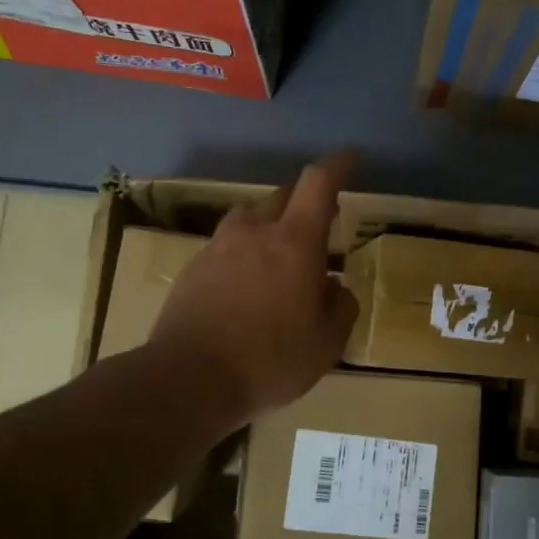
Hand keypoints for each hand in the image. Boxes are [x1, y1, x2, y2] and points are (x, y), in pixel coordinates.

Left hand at [146, 151, 359, 427]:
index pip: (318, 184)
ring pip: (250, 220)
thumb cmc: (269, 361)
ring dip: (270, 227)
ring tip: (279, 257)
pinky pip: (227, 248)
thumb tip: (334, 288)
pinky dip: (244, 255)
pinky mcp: (192, 269)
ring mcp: (218, 248)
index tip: (350, 158)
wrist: (188, 380)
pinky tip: (246, 288)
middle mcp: (254, 233)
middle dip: (305, 203)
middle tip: (320, 225)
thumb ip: (341, 308)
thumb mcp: (326, 344)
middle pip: (283, 197)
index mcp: (294, 242)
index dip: (338, 166)